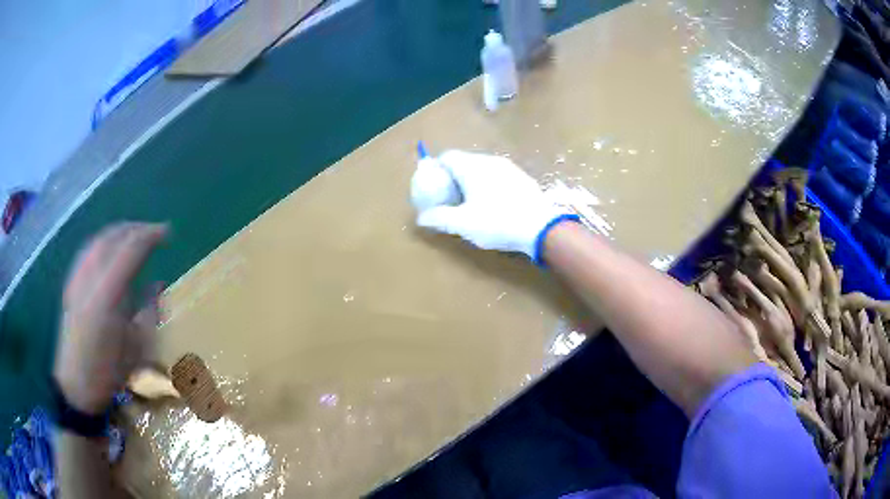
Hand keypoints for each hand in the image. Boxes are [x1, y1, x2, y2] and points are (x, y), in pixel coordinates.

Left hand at [53, 223, 166, 414]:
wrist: (77, 384)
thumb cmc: (110, 372)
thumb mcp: (137, 348)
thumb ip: (148, 311)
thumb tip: (159, 284)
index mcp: (109, 294)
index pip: (131, 248)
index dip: (150, 235)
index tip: (167, 233)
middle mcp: (91, 277)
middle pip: (114, 236)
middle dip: (136, 229)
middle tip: (153, 232)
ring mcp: (78, 277)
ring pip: (99, 239)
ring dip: (119, 232)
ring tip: (134, 236)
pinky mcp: (71, 282)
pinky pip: (88, 249)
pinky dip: (103, 241)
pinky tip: (109, 249)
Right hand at [416, 150, 575, 262]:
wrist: (541, 227)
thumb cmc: (497, 222)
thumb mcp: (463, 224)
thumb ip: (439, 217)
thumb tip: (421, 217)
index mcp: (472, 166)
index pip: (447, 157)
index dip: (437, 169)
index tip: (434, 185)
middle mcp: (489, 161)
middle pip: (464, 161)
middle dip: (453, 176)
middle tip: (449, 197)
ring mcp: (509, 168)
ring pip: (483, 168)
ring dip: (472, 180)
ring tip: (470, 202)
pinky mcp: (522, 178)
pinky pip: (498, 175)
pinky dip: (489, 184)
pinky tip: (494, 204)